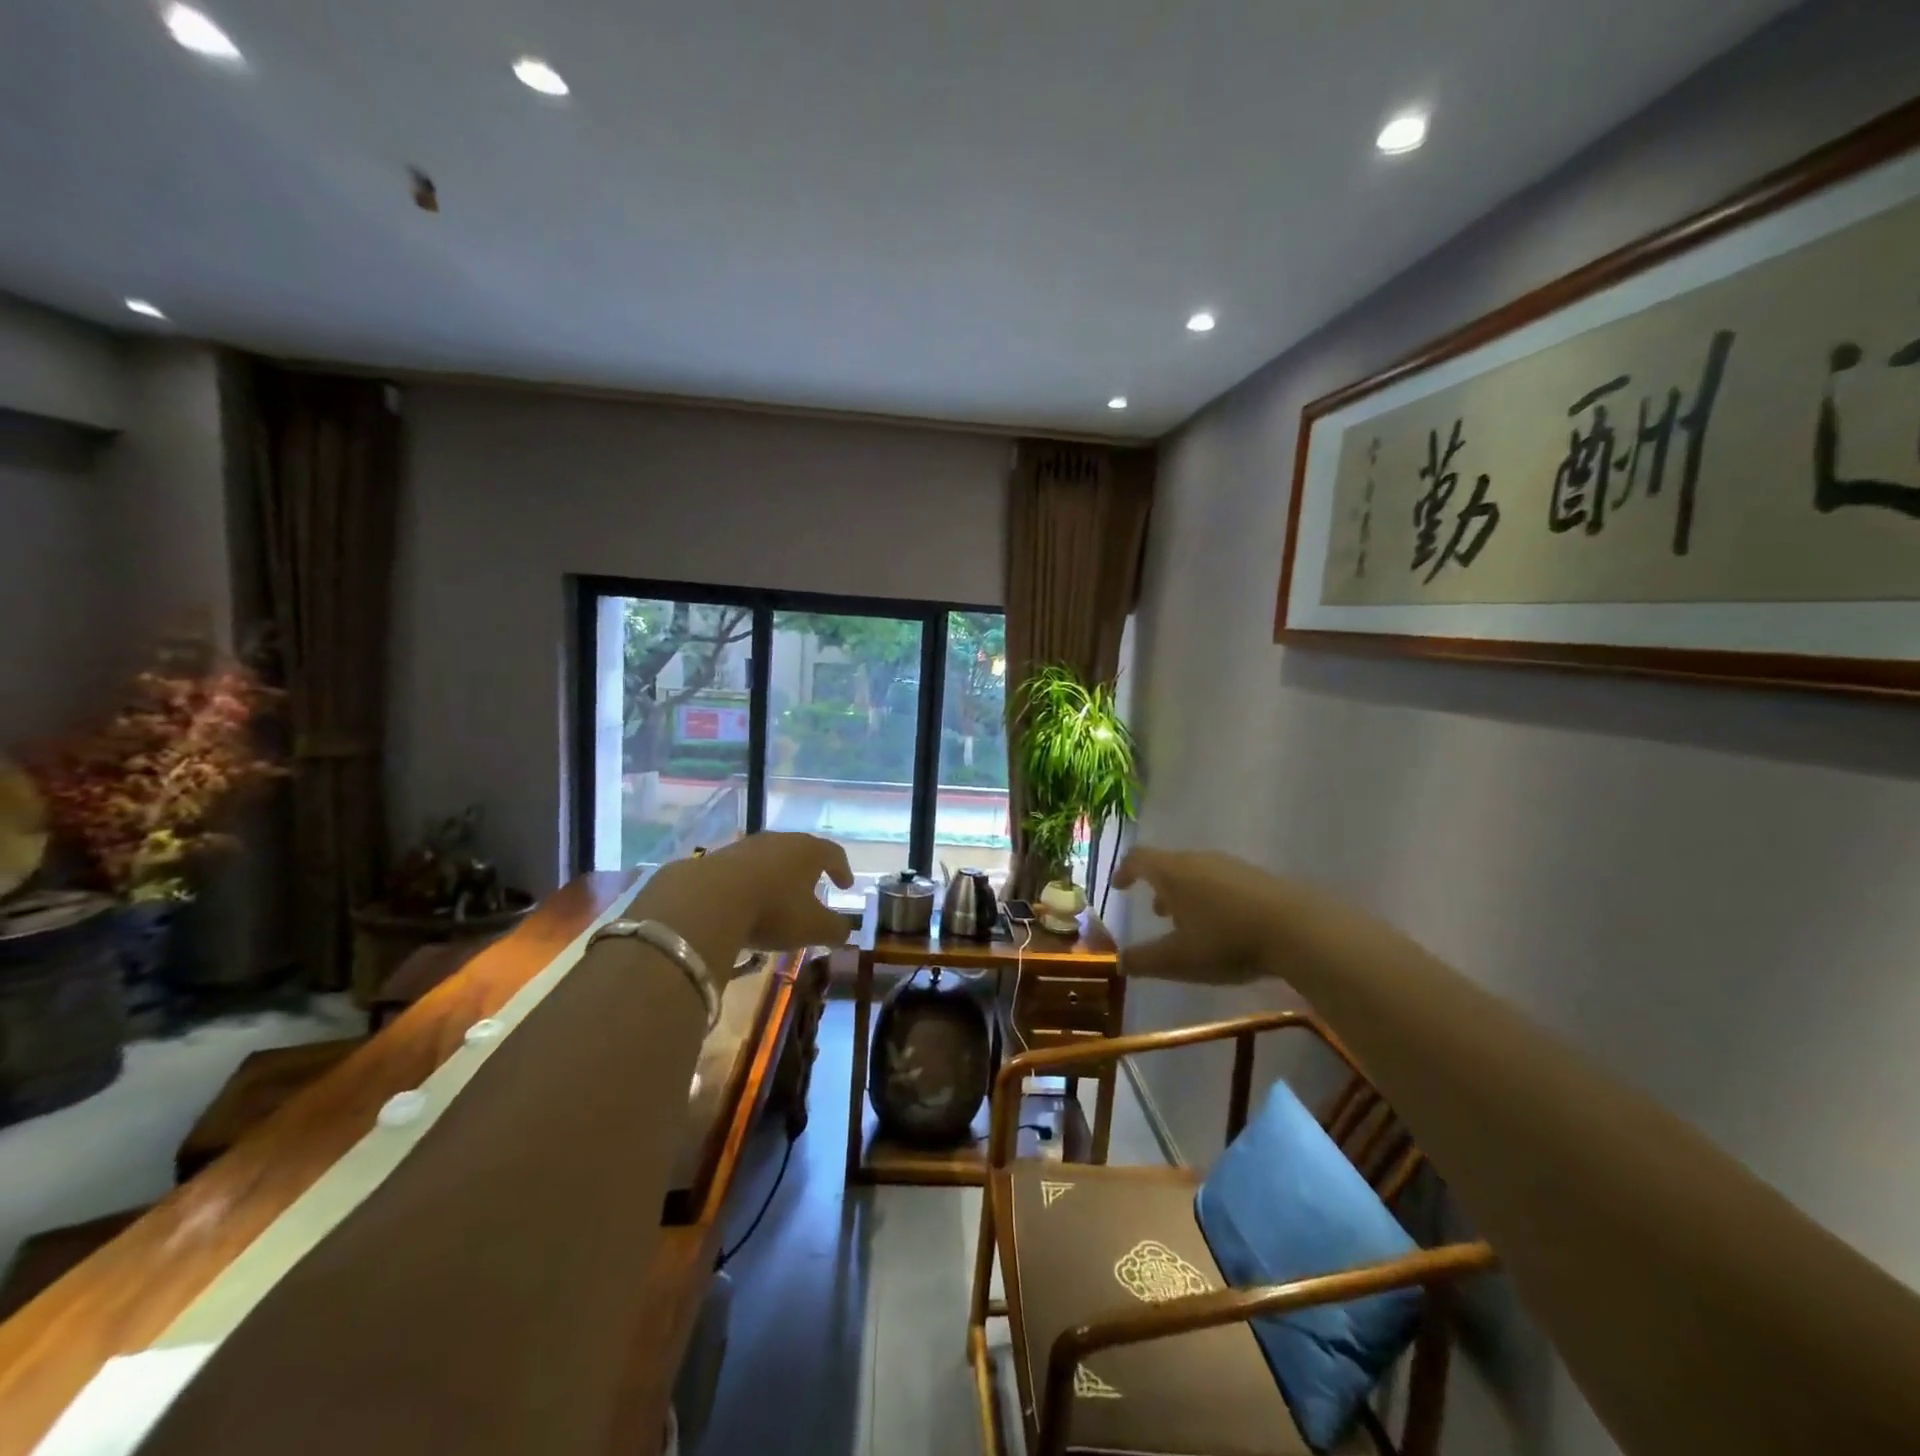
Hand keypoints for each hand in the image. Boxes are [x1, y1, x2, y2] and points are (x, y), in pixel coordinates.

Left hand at [632, 833, 854, 978]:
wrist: (706, 901)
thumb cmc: (773, 910)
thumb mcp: (813, 928)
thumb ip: (836, 929)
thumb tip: (845, 931)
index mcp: (808, 850)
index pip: (833, 853)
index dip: (842, 870)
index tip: (845, 886)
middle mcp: (779, 840)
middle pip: (800, 851)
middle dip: (807, 871)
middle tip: (812, 889)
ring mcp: (745, 847)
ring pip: (769, 859)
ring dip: (776, 877)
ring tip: (776, 900)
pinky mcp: (716, 859)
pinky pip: (741, 871)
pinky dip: (749, 885)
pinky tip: (744, 905)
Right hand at [1111, 847, 1291, 985]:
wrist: (1297, 929)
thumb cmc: (1225, 940)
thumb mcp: (1178, 959)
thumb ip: (1144, 960)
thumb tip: (1119, 962)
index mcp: (1172, 872)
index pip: (1139, 859)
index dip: (1125, 871)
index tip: (1119, 886)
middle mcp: (1198, 860)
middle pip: (1169, 865)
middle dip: (1158, 887)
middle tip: (1155, 913)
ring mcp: (1231, 866)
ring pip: (1197, 874)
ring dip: (1186, 894)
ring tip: (1188, 923)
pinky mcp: (1257, 878)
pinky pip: (1222, 882)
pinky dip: (1211, 898)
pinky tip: (1223, 926)